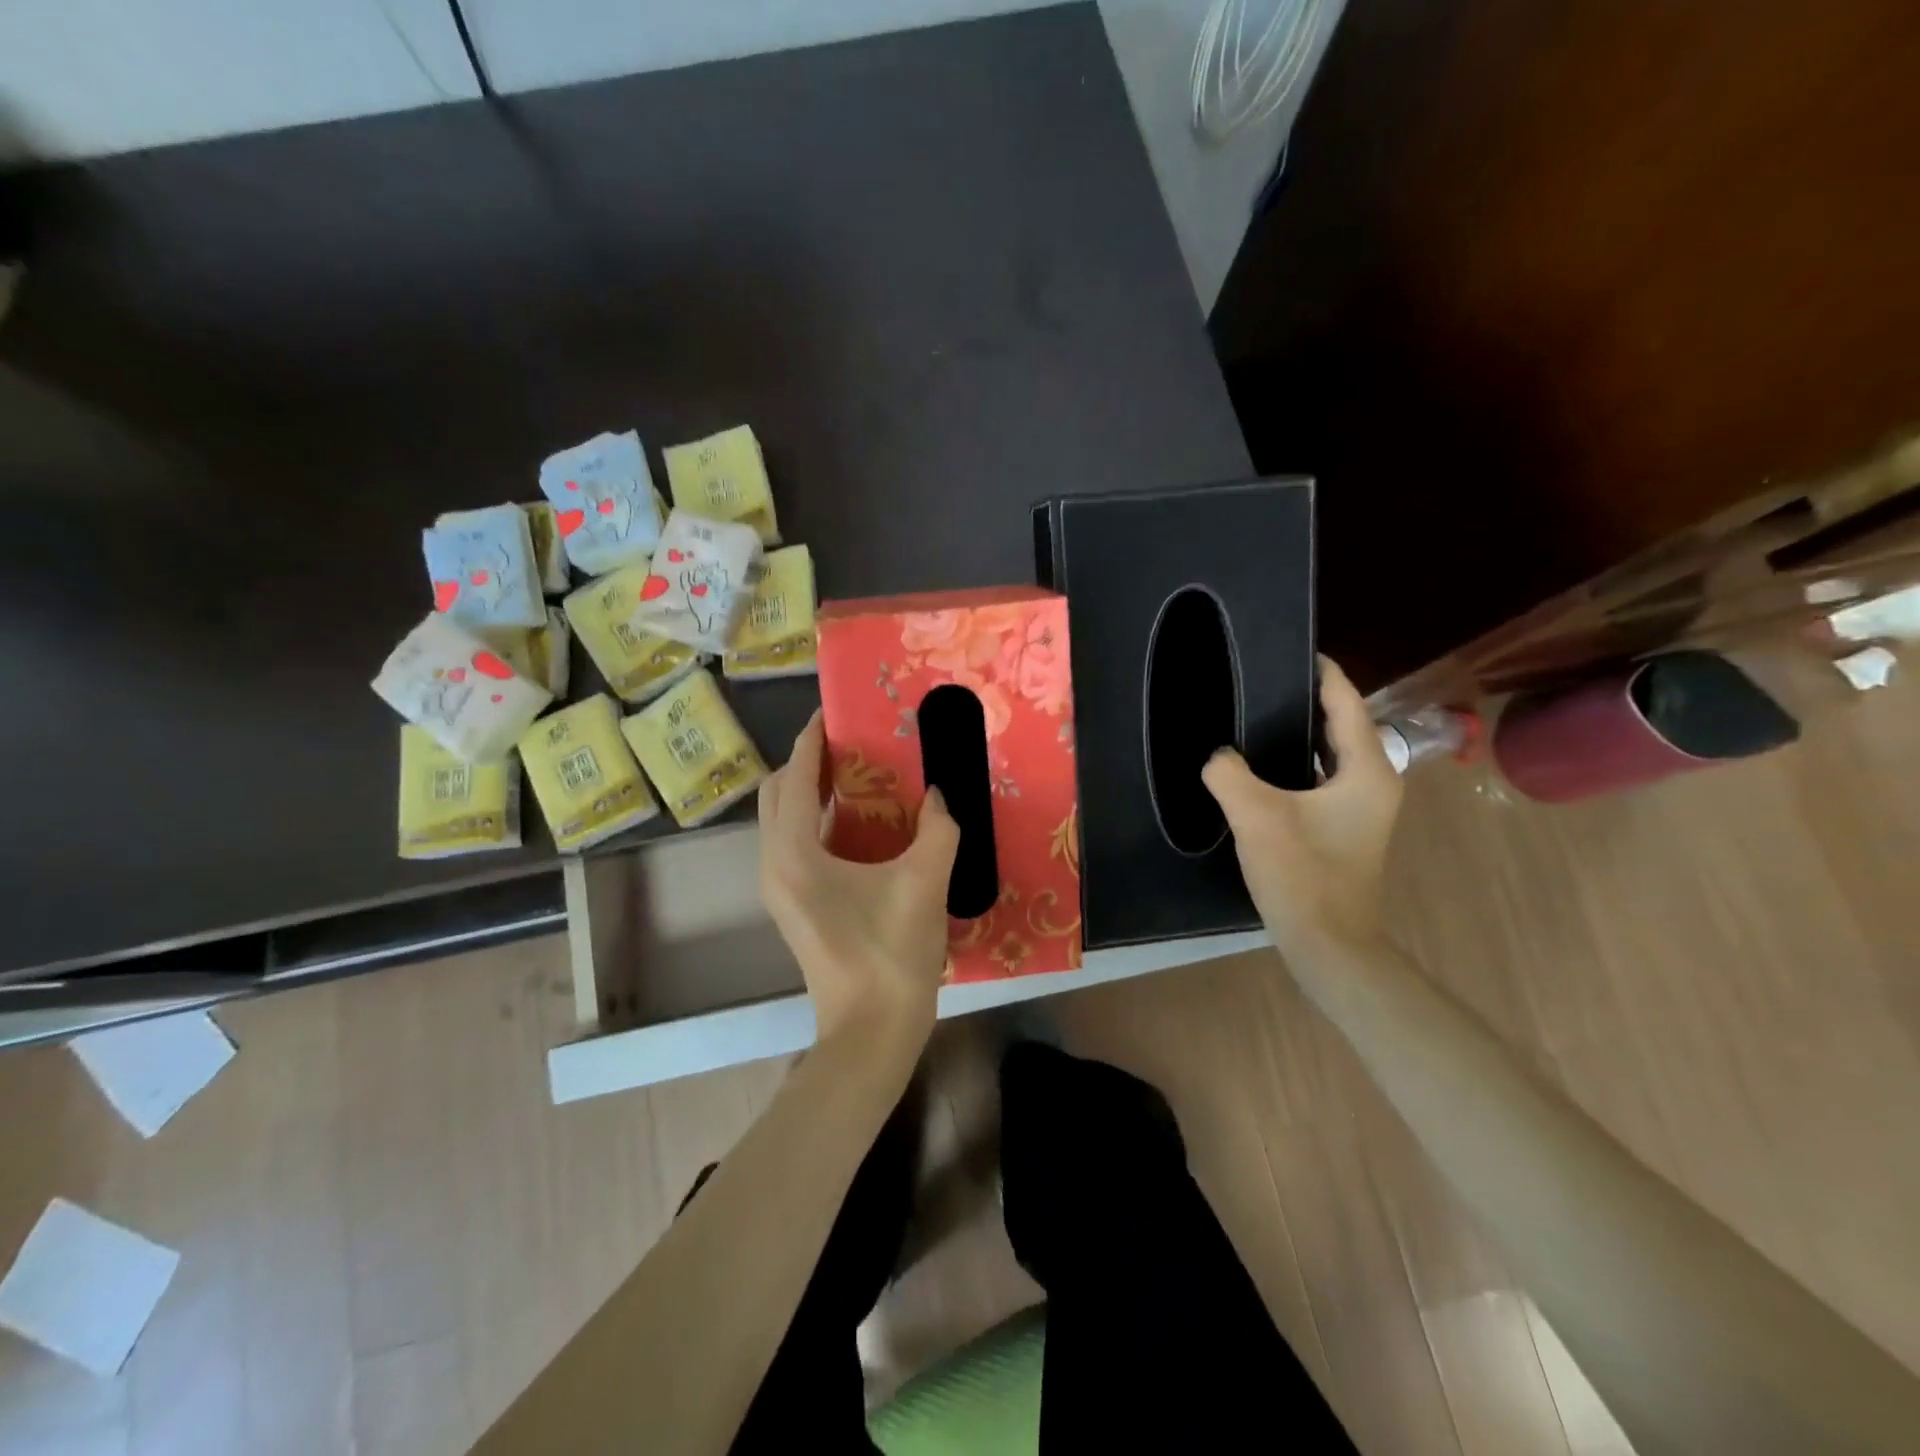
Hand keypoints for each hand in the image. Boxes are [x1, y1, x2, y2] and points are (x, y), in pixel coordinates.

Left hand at [759, 711, 960, 1057]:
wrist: (871, 1032)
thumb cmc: (891, 955)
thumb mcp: (924, 883)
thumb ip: (938, 829)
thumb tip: (939, 795)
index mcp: (794, 854)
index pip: (796, 777)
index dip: (812, 740)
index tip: (833, 712)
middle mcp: (774, 864)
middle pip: (778, 794)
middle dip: (805, 761)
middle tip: (849, 743)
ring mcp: (778, 888)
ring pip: (782, 821)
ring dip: (809, 791)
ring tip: (855, 773)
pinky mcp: (792, 905)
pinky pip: (793, 844)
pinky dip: (816, 821)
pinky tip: (859, 822)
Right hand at [1202, 657, 1402, 956]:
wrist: (1327, 944)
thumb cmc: (1303, 874)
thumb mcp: (1256, 816)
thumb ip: (1228, 773)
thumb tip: (1217, 757)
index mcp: (1367, 770)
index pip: (1347, 703)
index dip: (1322, 672)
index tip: (1292, 647)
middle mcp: (1373, 783)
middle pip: (1340, 725)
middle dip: (1304, 700)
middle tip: (1260, 680)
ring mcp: (1360, 809)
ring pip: (1327, 755)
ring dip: (1297, 735)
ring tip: (1254, 716)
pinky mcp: (1343, 829)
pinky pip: (1317, 780)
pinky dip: (1293, 766)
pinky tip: (1258, 767)